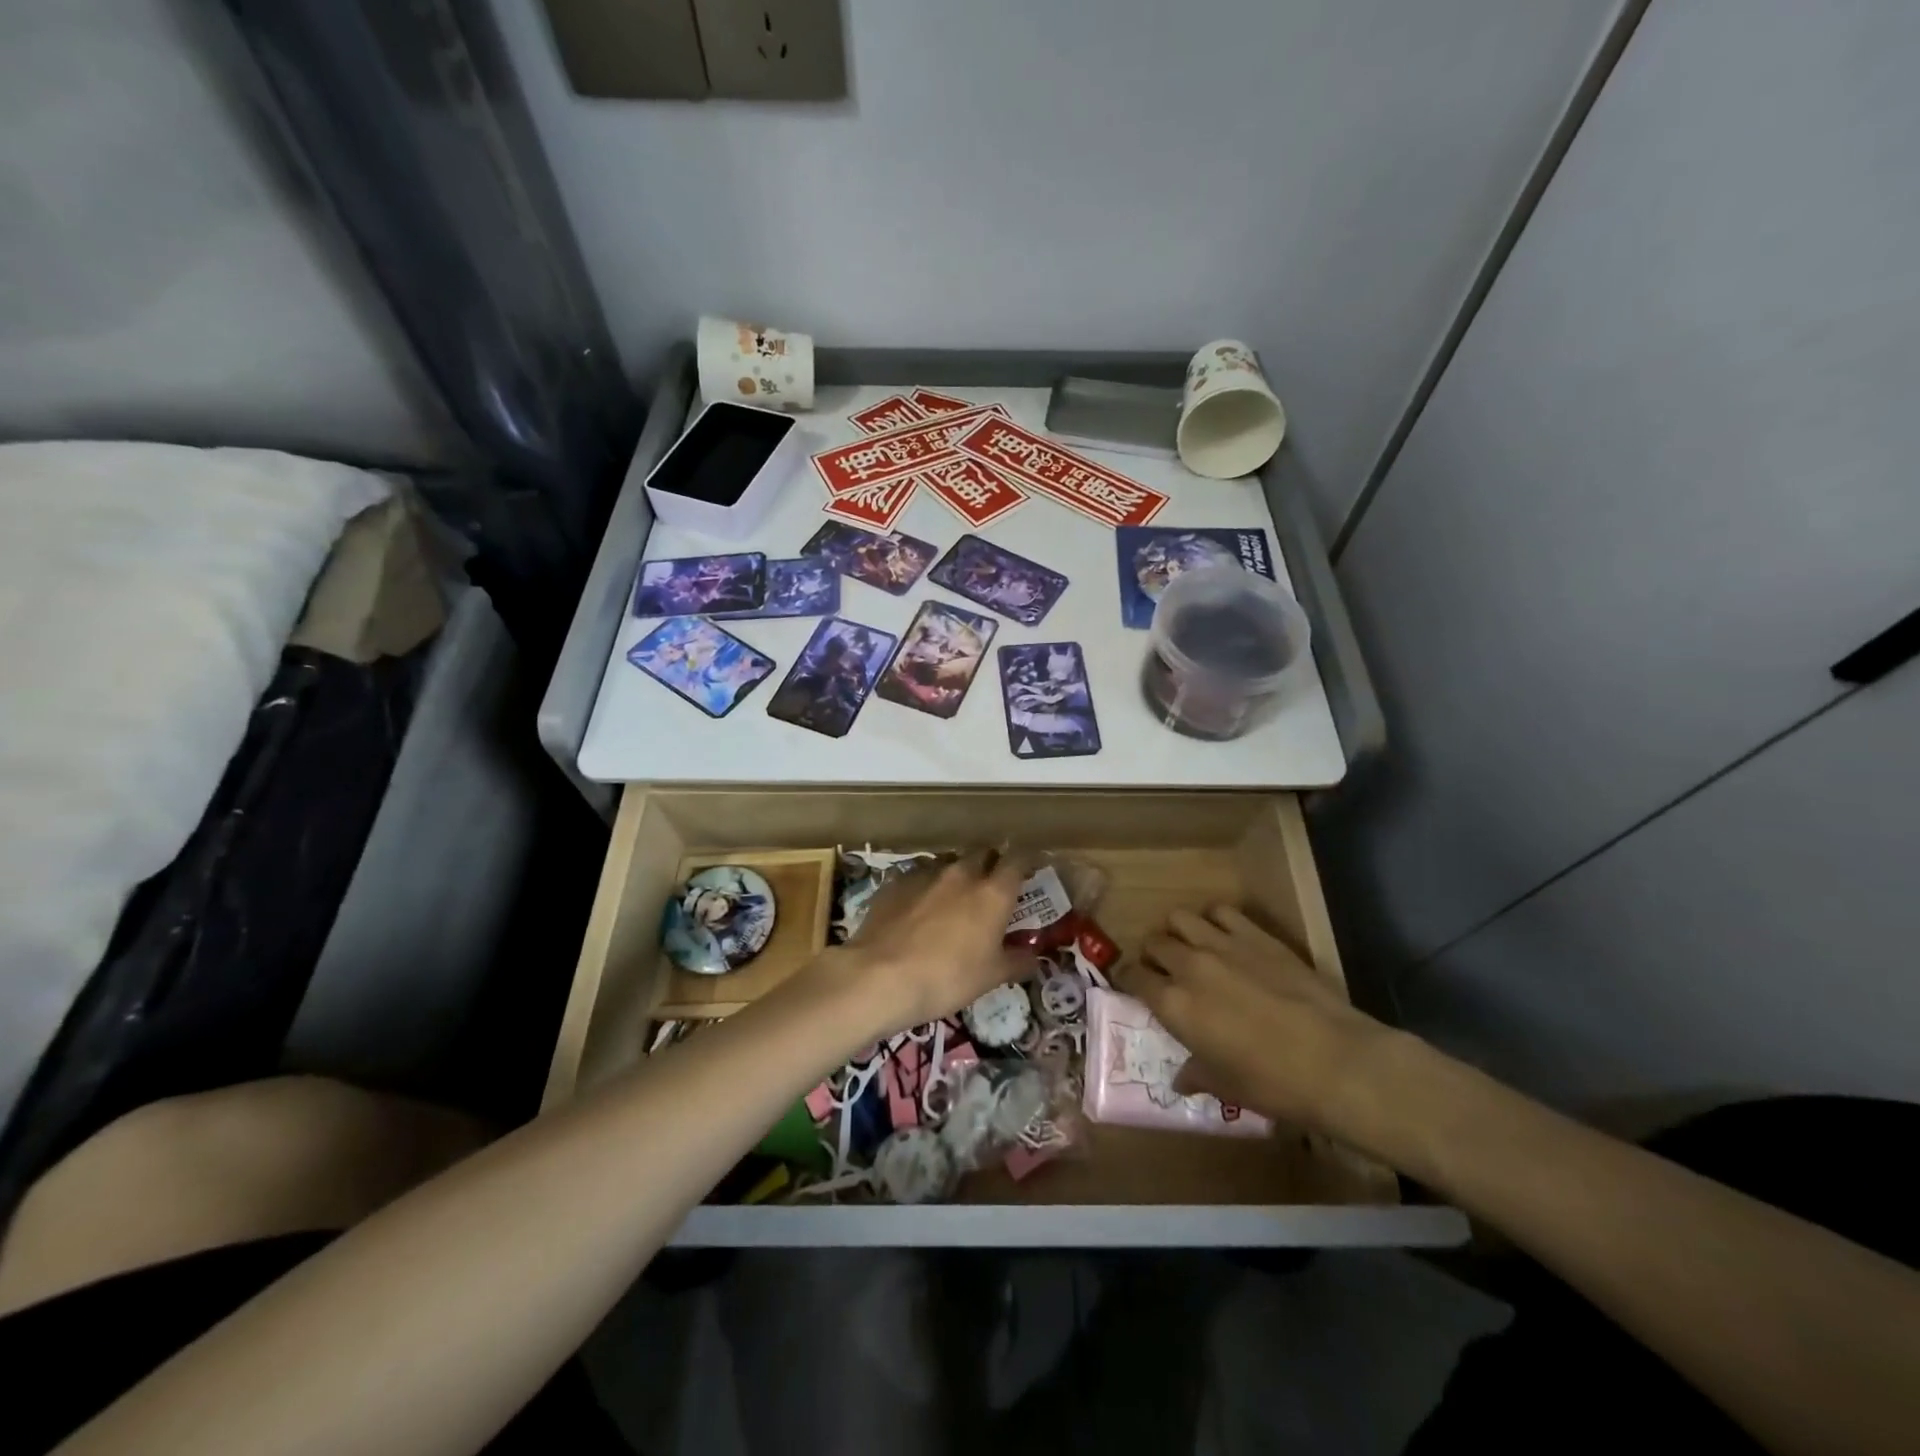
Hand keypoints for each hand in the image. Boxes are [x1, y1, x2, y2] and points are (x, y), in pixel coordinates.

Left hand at [807, 850, 1038, 1038]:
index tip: (1031, 867)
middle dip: (990, 863)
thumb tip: (1034, 956)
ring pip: (949, 863)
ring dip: (957, 874)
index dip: (1027, 860)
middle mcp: (961, 873)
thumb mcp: (990, 977)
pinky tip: (918, 908)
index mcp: (993, 893)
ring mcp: (925, 874)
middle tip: (992, 885)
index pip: (1018, 859)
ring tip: (954, 898)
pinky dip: (926, 887)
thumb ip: (1016, 961)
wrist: (880, 977)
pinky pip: (918, 877)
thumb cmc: (947, 978)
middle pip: (982, 853)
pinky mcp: (895, 883)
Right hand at [1114, 905, 1405, 1139]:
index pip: (1133, 976)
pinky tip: (1225, 936)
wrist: (1335, 1061)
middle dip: (1153, 955)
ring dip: (1179, 932)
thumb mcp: (1226, 1087)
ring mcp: (1223, 944)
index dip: (1130, 980)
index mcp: (1173, 1004)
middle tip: (1165, 971)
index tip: (1136, 986)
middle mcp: (1189, 966)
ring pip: (1180, 917)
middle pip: (1154, 942)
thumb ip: (1196, 1074)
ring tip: (1192, 948)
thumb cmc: (1272, 1084)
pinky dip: (1215, 920)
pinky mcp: (1256, 935)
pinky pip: (1222, 911)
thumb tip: (1180, 1078)